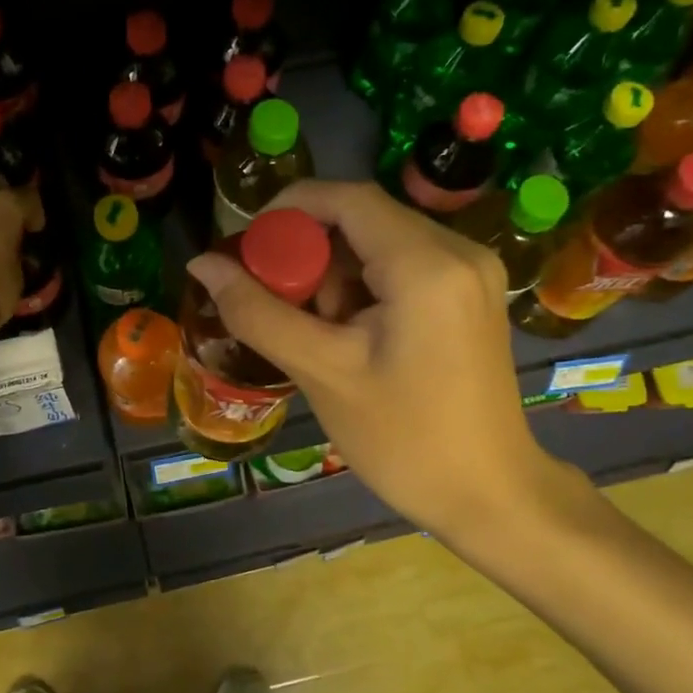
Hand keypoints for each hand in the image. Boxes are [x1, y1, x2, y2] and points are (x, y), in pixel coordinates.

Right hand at [185, 180, 578, 544]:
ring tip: (320, 335)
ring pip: (379, 243)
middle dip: (309, 254)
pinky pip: (402, 266)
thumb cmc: (404, 439)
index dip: (287, 210)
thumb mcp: (322, 372)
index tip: (246, 248)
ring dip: (335, 276)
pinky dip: (363, 288)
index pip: (346, 198)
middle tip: (277, 305)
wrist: (489, 495)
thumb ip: (257, 312)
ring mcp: (472, 271)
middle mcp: (459, 251)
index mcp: (427, 264)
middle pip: (362, 219)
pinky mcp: (471, 294)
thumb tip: (202, 264)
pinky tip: (352, 337)